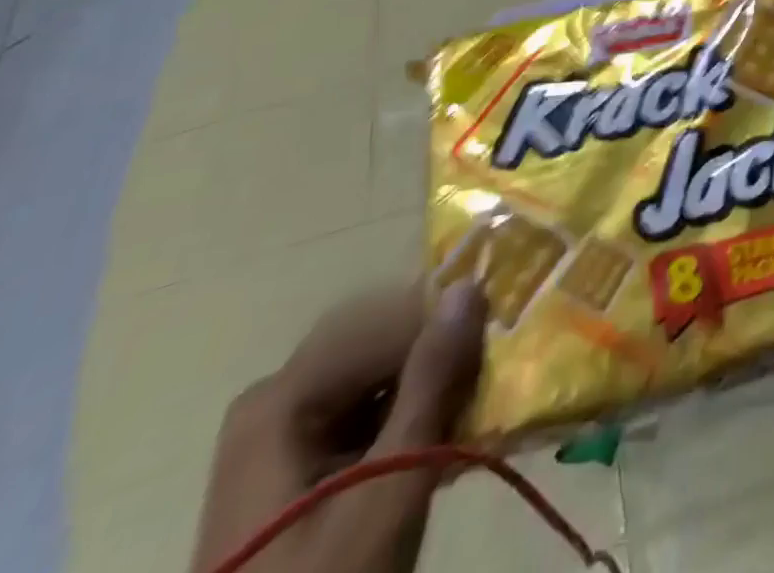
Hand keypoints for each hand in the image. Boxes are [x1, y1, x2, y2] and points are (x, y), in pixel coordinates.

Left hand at [189, 280, 484, 572]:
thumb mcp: (389, 487)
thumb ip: (431, 380)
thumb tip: (469, 286)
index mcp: (281, 397)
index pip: (383, 322)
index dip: (444, 323)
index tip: (498, 336)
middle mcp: (275, 400)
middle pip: (376, 342)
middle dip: (436, 349)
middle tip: (490, 364)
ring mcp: (279, 437)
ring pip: (374, 376)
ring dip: (429, 383)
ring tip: (477, 403)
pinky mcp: (294, 470)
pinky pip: (363, 412)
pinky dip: (408, 415)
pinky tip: (446, 436)